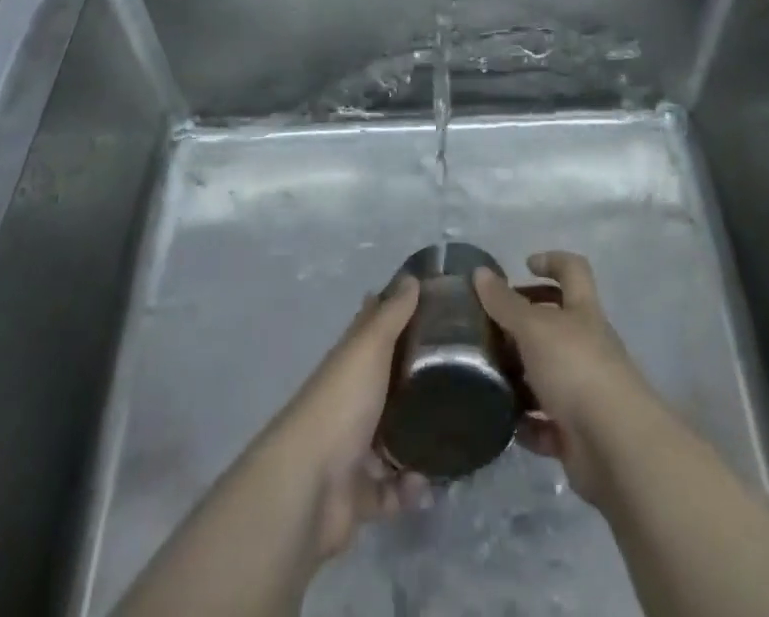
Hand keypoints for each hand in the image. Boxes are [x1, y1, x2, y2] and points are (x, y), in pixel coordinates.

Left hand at [263, 275, 429, 558]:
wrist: (309, 486)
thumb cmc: (341, 403)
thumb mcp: (369, 347)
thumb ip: (391, 314)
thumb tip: (412, 276)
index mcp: (350, 362)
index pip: (371, 328)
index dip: (393, 313)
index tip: (429, 304)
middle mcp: (350, 399)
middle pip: (386, 382)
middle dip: (416, 379)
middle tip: (460, 370)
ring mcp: (353, 448)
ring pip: (393, 436)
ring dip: (419, 437)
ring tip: (454, 430)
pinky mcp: (360, 493)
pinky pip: (393, 489)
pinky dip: (409, 488)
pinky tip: (427, 483)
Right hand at [474, 252, 662, 504]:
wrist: (615, 445)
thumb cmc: (575, 368)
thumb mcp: (534, 328)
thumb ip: (505, 303)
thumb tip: (480, 272)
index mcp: (582, 311)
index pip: (572, 271)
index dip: (551, 262)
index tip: (524, 266)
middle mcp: (587, 345)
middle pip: (556, 323)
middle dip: (524, 323)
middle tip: (491, 327)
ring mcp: (584, 390)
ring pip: (547, 374)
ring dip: (520, 376)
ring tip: (485, 376)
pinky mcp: (578, 433)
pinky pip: (547, 423)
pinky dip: (527, 423)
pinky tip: (504, 423)